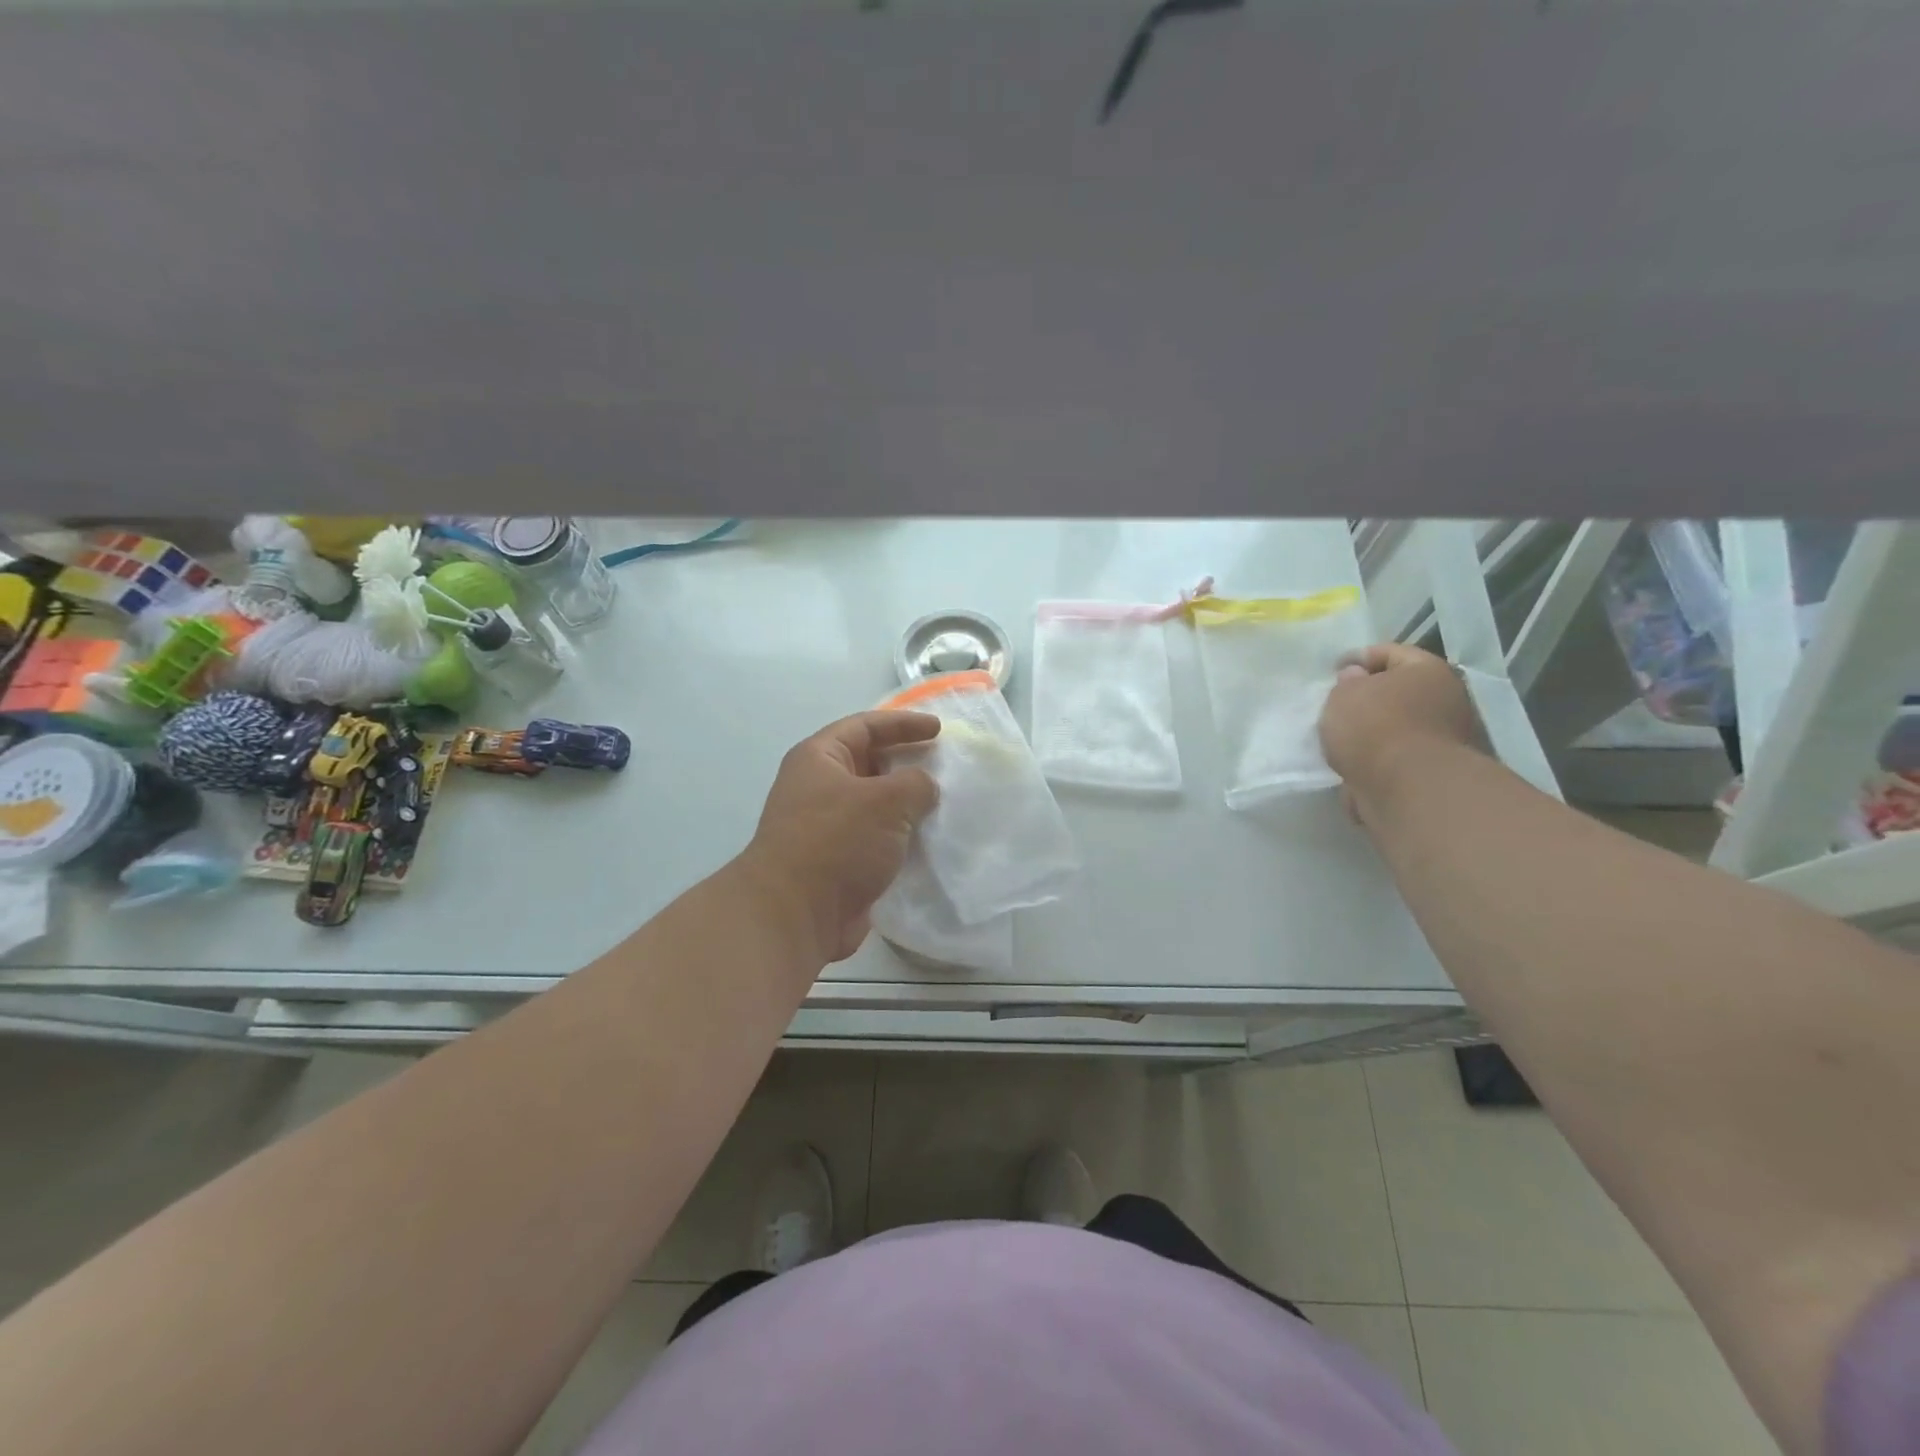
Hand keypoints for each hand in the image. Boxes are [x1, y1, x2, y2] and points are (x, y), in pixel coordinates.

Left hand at [739, 711, 941, 964]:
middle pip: (869, 763)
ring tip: (945, 803)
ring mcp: (827, 827)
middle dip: (906, 762)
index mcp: (819, 758)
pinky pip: (877, 838)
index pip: (865, 726)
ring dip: (907, 804)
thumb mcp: (886, 800)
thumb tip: (923, 789)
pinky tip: (931, 841)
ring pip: (875, 804)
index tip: (939, 729)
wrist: (795, 915)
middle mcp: (819, 787)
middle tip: (944, 766)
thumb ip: (915, 783)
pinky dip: (902, 837)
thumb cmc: (836, 842)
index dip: (903, 723)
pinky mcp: (838, 861)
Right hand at [1320, 643, 1487, 821]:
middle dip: (1371, 696)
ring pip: (1401, 725)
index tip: (1332, 671)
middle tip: (1339, 704)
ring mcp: (1447, 737)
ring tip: (1342, 739)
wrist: (1407, 788)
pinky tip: (1356, 764)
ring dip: (1375, 730)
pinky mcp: (1436, 770)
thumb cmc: (1374, 727)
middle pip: (1401, 690)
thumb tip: (1358, 679)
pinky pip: (1400, 756)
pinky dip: (1380, 758)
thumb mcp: (1344, 694)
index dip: (1358, 657)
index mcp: (1428, 670)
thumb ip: (1347, 682)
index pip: (1390, 651)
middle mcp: (1447, 698)